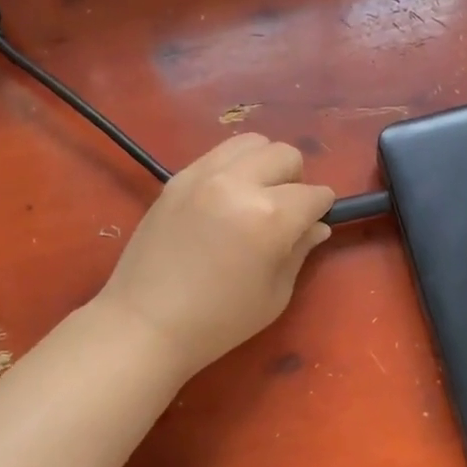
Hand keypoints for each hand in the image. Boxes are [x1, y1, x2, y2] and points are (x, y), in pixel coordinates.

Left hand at [97, 134, 334, 376]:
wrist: (145, 323)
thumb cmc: (218, 322)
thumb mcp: (274, 294)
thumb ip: (300, 251)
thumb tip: (317, 226)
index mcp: (270, 217)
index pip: (314, 194)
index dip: (321, 210)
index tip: (314, 224)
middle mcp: (238, 183)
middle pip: (285, 155)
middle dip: (296, 180)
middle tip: (284, 212)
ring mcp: (203, 175)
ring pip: (252, 143)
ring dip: (264, 165)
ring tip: (254, 197)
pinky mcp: (177, 177)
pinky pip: (218, 153)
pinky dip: (233, 167)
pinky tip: (225, 199)